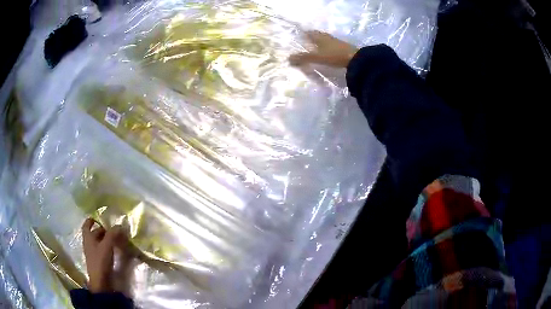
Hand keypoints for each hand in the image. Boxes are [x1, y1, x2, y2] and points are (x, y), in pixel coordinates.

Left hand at [82, 218, 127, 292]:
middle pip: (94, 233)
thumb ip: (112, 234)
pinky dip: (108, 247)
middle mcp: (89, 243)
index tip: (99, 218)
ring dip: (106, 239)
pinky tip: (115, 249)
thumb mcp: (107, 246)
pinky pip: (102, 250)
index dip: (91, 220)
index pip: (87, 225)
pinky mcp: (99, 261)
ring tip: (116, 238)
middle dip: (103, 230)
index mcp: (88, 237)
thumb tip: (119, 225)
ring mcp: (93, 253)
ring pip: (99, 242)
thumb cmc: (100, 261)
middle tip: (113, 229)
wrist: (101, 282)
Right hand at [290, 31, 357, 67]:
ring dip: (320, 42)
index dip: (304, 33)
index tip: (300, 34)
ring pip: (325, 40)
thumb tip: (288, 59)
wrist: (355, 59)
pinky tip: (327, 51)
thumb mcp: (317, 57)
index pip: (310, 33)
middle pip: (318, 35)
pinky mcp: (342, 48)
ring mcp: (336, 42)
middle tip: (306, 40)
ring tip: (315, 46)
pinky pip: (331, 45)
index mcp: (320, 37)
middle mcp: (327, 37)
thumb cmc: (334, 56)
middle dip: (312, 37)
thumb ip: (303, 58)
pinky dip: (327, 47)